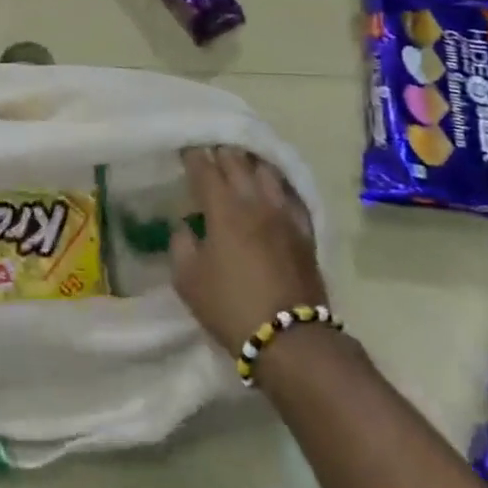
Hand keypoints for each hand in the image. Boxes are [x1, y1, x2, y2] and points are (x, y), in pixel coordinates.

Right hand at [172, 147, 327, 357]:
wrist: (290, 340)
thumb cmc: (229, 306)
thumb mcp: (187, 279)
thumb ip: (181, 244)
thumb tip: (187, 226)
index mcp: (223, 208)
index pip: (205, 169)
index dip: (193, 156)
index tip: (186, 148)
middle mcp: (255, 201)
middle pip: (238, 162)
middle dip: (222, 152)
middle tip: (210, 150)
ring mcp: (285, 214)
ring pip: (268, 172)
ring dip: (251, 162)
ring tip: (242, 161)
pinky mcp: (305, 231)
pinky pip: (290, 195)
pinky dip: (277, 184)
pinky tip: (273, 187)